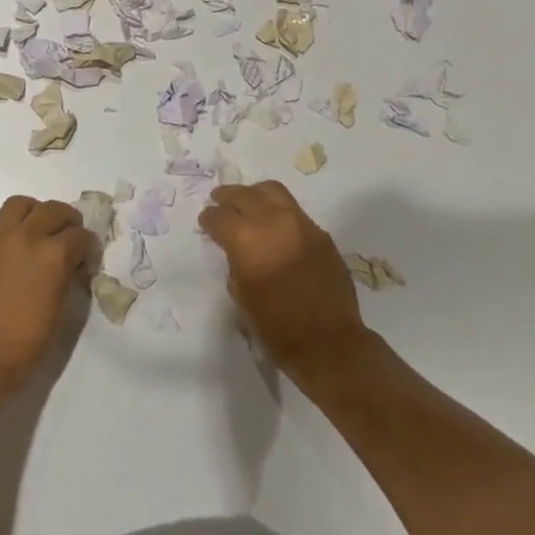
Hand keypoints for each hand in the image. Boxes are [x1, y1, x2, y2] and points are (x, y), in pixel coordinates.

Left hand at [0, 196, 92, 402]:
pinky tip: (14, 258)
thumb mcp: (58, 314)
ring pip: (21, 205)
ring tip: (40, 232)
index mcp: (53, 256)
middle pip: (53, 209)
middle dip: (68, 221)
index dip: (89, 247)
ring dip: (36, 212)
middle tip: (70, 238)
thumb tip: (68, 269)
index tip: (88, 260)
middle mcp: (27, 238)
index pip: (81, 235)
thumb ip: (65, 281)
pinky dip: (13, 233)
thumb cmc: (22, 348)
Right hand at [198, 181, 370, 384]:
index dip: (209, 218)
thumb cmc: (276, 328)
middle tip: (219, 200)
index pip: (220, 217)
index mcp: (247, 241)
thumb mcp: (241, 296)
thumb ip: (235, 262)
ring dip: (254, 195)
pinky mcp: (321, 233)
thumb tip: (237, 248)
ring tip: (247, 203)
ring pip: (272, 191)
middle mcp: (274, 222)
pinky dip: (278, 211)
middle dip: (228, 197)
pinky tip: (275, 226)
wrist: (329, 343)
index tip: (206, 221)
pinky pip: (294, 211)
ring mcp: (301, 224)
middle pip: (244, 194)